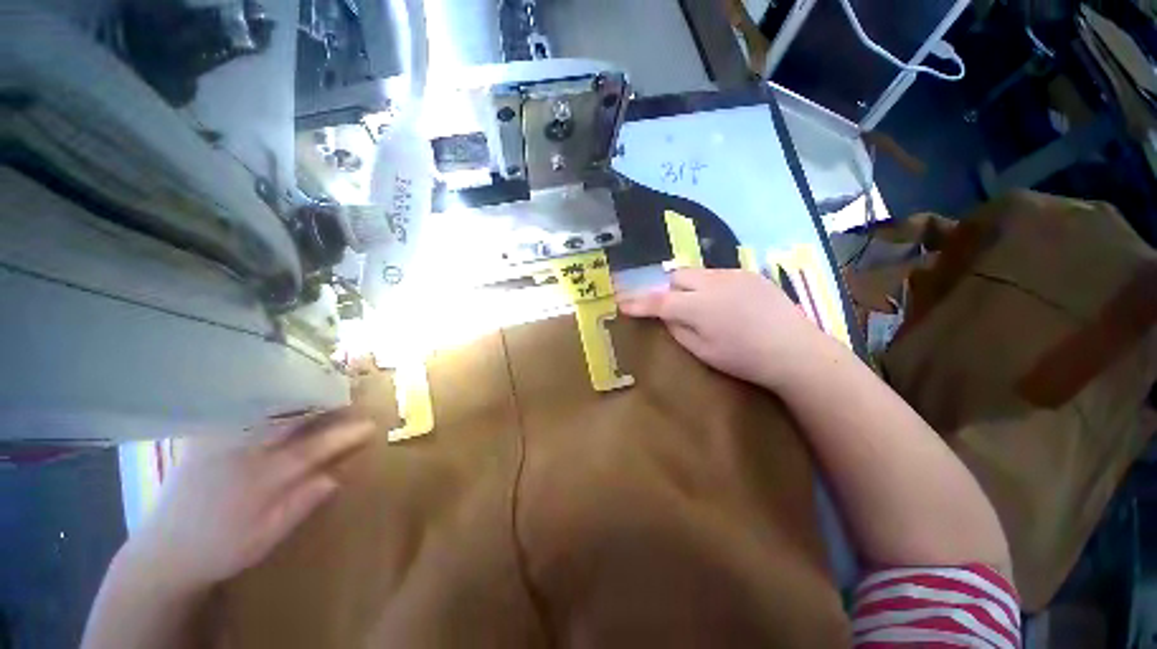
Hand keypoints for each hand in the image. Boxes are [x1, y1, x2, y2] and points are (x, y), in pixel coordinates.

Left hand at [122, 413, 375, 592]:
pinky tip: (282, 397)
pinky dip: (269, 400)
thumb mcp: (266, 538)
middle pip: (291, 420)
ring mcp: (219, 442)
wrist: (164, 551)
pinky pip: (242, 411)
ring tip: (324, 390)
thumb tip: (337, 475)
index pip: (311, 449)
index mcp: (259, 480)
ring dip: (300, 398)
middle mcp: (240, 452)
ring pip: (268, 410)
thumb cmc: (221, 550)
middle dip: (325, 405)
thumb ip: (301, 504)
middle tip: (351, 396)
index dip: (343, 435)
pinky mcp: (205, 438)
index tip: (370, 425)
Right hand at [618, 269, 825, 388]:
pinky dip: (710, 285)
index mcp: (698, 307)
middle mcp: (712, 283)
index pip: (658, 301)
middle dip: (669, 291)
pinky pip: (718, 274)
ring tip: (702, 306)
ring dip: (690, 287)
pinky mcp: (749, 274)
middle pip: (676, 277)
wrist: (795, 350)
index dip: (637, 303)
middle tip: (675, 309)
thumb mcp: (703, 351)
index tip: (622, 303)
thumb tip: (665, 315)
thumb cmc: (744, 359)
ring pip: (697, 273)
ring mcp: (733, 275)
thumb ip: (678, 329)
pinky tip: (725, 303)